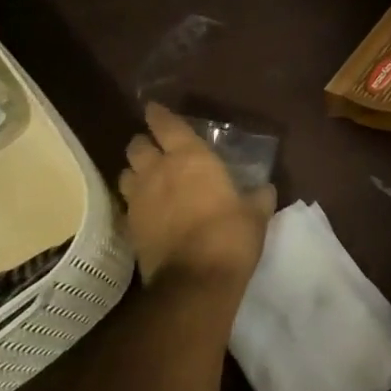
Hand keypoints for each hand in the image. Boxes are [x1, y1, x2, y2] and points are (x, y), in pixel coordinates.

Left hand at [117, 103, 274, 286]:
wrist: (195, 281)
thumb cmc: (230, 236)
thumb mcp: (255, 214)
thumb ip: (258, 196)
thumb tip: (265, 189)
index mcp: (191, 158)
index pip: (167, 125)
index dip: (159, 115)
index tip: (155, 109)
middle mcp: (158, 171)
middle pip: (137, 146)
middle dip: (145, 143)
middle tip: (157, 148)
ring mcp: (139, 199)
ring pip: (125, 173)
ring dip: (135, 171)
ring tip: (148, 178)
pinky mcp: (130, 226)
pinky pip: (127, 203)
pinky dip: (135, 201)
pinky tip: (147, 209)